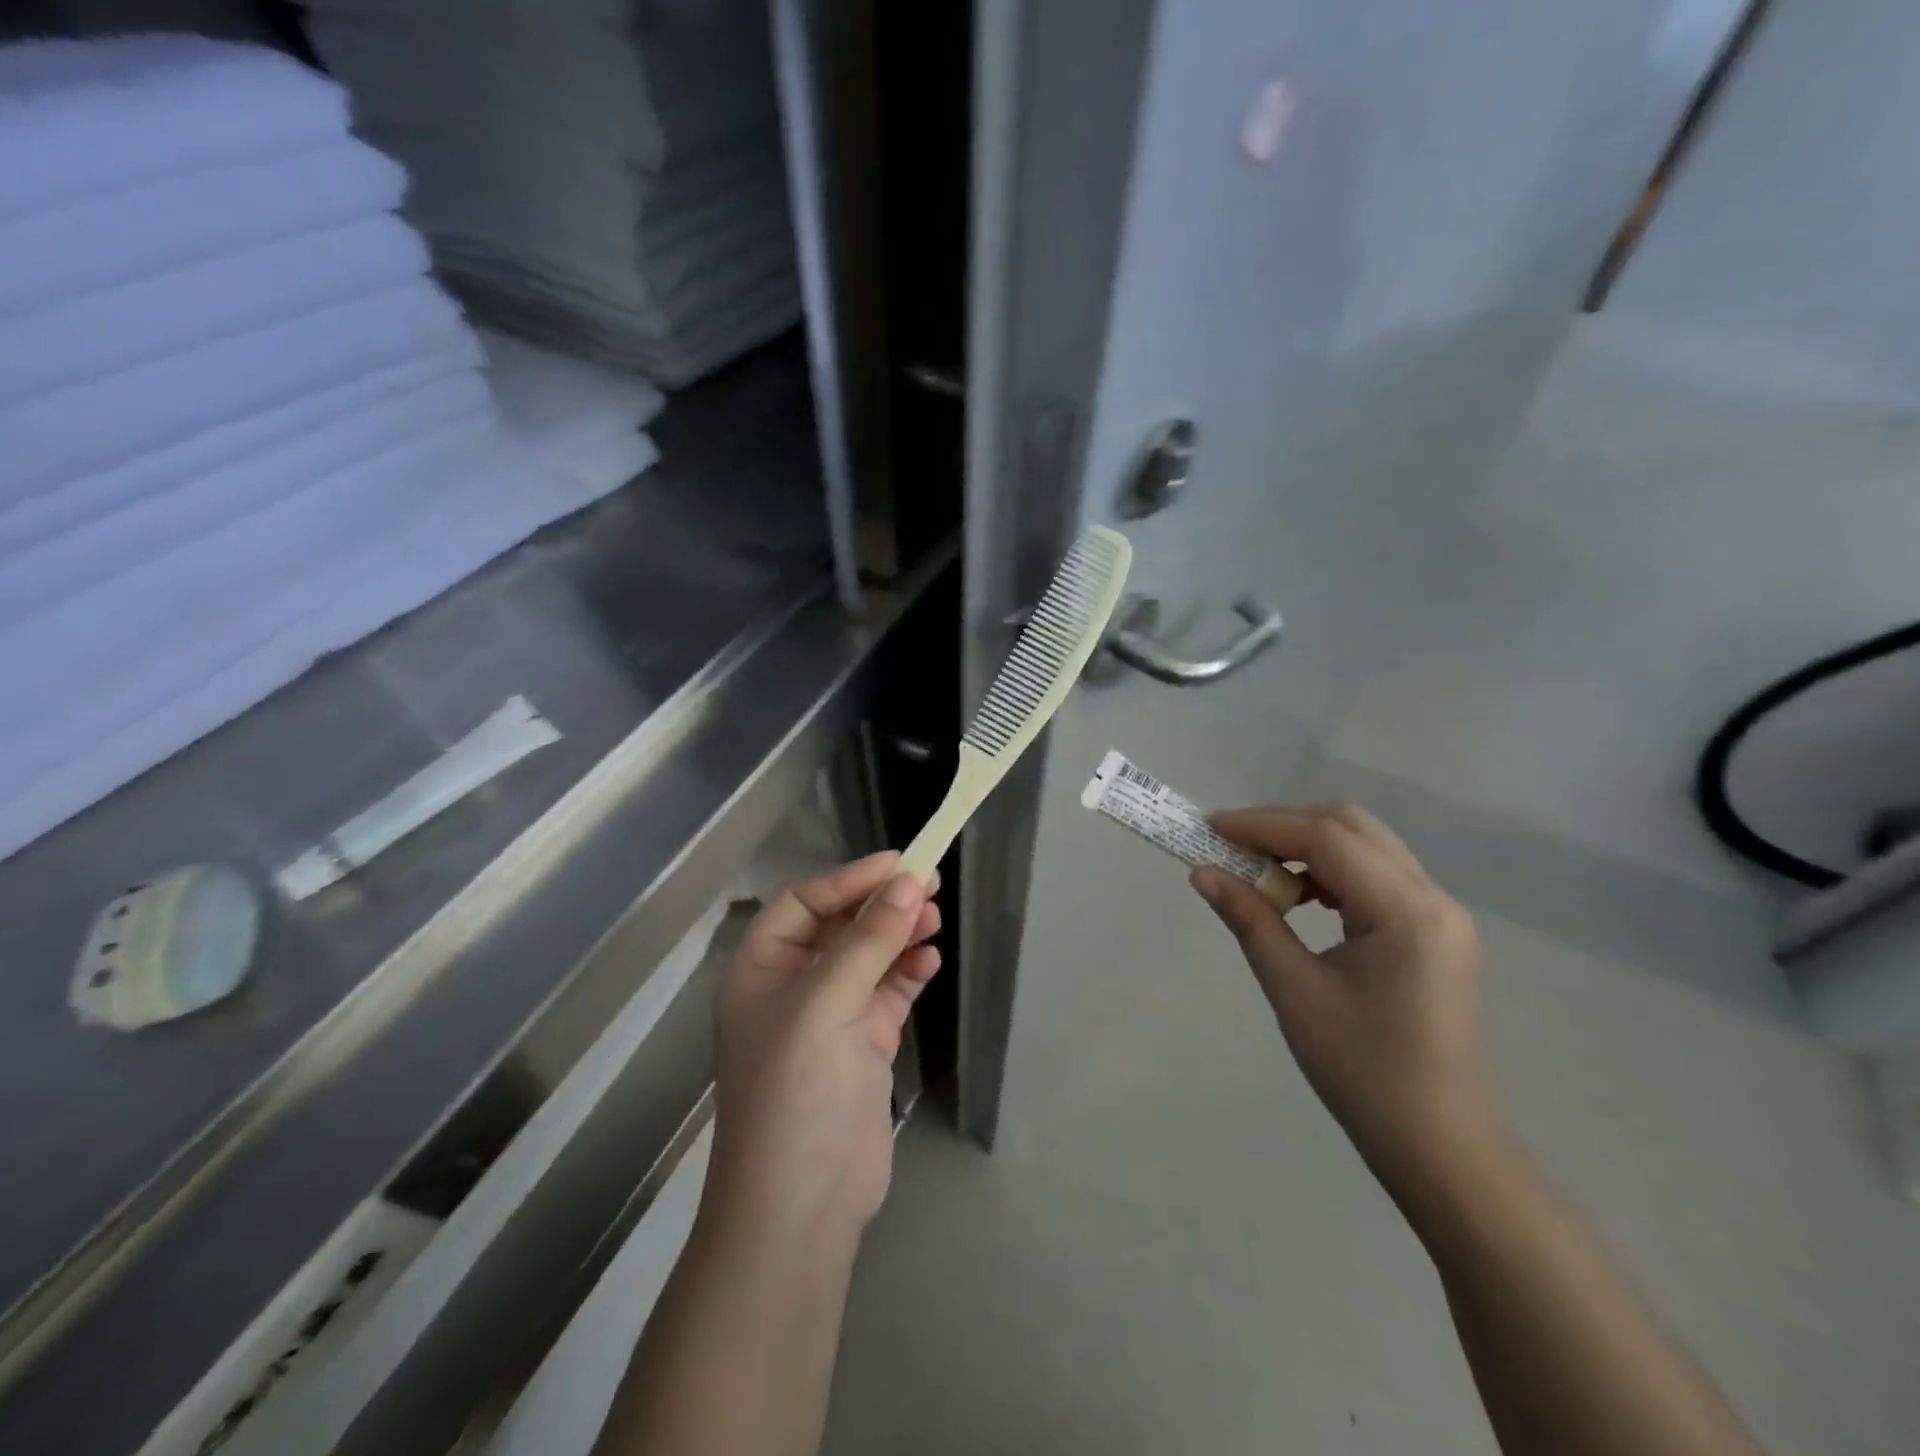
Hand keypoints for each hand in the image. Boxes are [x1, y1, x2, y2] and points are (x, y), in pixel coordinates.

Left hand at [705, 853, 939, 1248]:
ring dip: (900, 935)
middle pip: (839, 926)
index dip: (849, 879)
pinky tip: (929, 964)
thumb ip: (868, 940)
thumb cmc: (796, 1091)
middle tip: (930, 886)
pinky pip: (887, 992)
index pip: (804, 902)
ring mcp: (829, 1018)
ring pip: (868, 957)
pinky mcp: (862, 1045)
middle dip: (881, 905)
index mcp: (760, 969)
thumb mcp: (826, 1004)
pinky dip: (908, 974)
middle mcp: (792, 987)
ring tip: (935, 921)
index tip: (900, 864)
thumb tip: (909, 882)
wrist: (802, 1208)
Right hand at [1191, 803, 1504, 1208]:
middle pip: (1352, 827)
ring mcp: (1441, 916)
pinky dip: (1333, 872)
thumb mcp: (1295, 991)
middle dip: (1285, 826)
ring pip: (1367, 847)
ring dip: (1309, 846)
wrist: (1443, 1150)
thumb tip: (1201, 873)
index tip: (1210, 829)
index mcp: (1406, 912)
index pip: (1327, 837)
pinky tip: (1301, 898)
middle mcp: (1433, 899)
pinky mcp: (1435, 934)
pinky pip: (1379, 877)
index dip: (1263, 824)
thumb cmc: (1364, 1073)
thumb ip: (1249, 920)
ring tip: (1259, 871)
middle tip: (1231, 843)